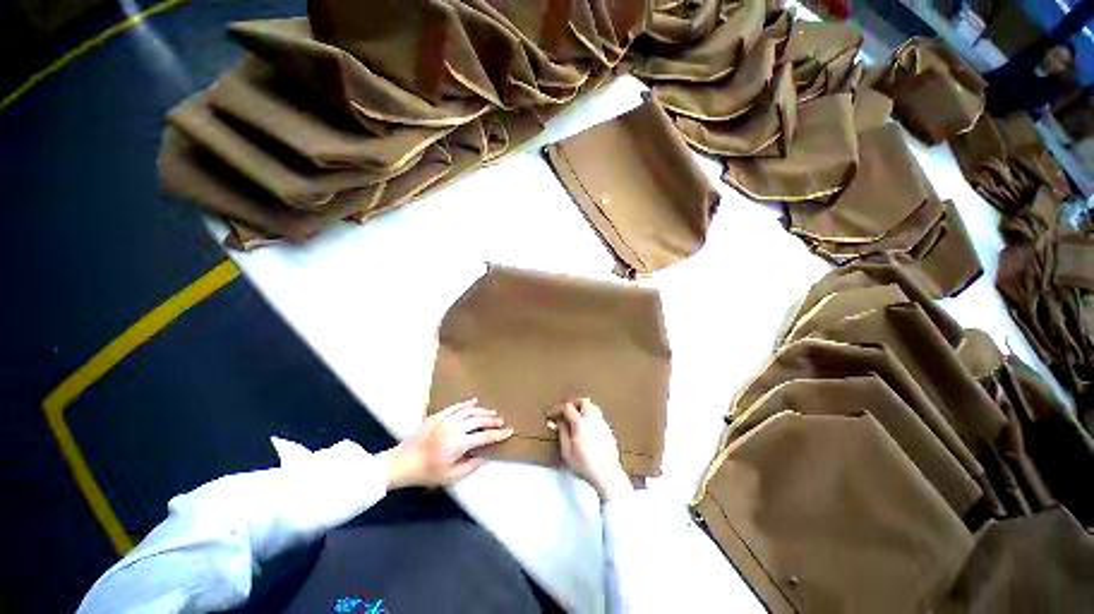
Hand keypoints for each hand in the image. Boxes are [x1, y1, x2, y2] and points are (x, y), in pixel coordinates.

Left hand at [382, 399, 512, 488]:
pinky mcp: (438, 415)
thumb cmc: (427, 472)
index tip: (509, 431)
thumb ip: (469, 466)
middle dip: (492, 420)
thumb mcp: (450, 476)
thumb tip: (485, 457)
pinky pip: (456, 406)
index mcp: (459, 443)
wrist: (403, 462)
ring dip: (482, 411)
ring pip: (470, 411)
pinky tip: (475, 402)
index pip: (485, 436)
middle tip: (501, 421)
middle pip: (479, 420)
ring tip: (492, 412)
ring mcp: (446, 419)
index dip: (498, 434)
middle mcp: (455, 428)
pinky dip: (467, 404)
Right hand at [556, 398, 631, 501]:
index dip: (559, 408)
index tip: (554, 414)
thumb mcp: (567, 454)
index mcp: (580, 424)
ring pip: (594, 407)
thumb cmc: (584, 466)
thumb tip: (560, 422)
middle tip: (568, 412)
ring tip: (579, 419)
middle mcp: (593, 420)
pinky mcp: (609, 430)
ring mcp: (603, 424)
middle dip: (575, 403)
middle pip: (584, 401)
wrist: (608, 475)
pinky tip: (589, 429)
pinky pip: (599, 417)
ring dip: (585, 409)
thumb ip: (562, 435)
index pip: (569, 407)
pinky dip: (592, 417)